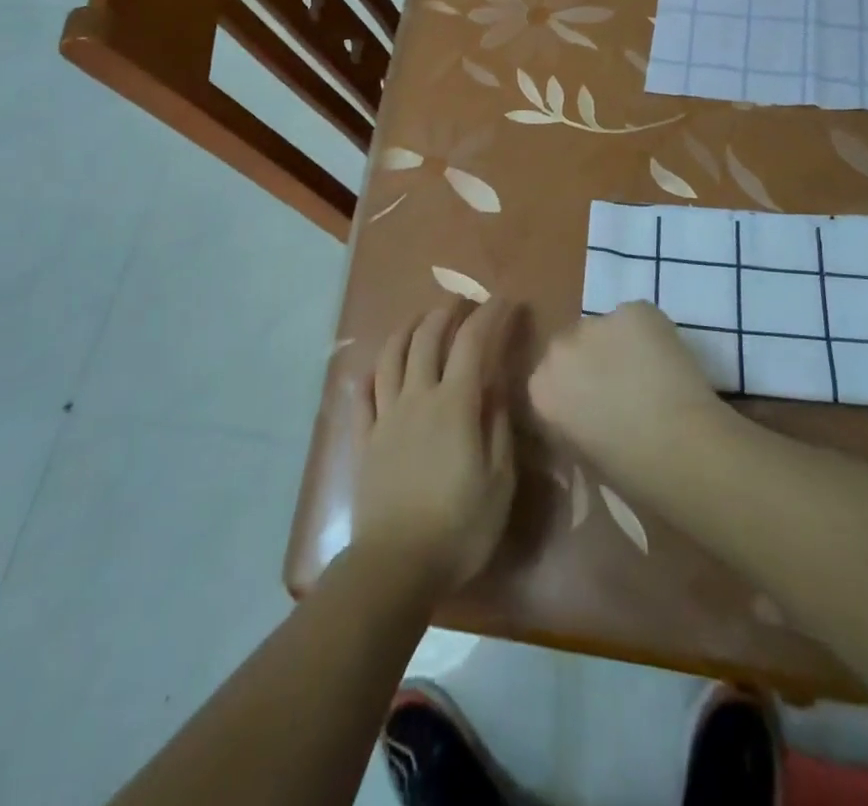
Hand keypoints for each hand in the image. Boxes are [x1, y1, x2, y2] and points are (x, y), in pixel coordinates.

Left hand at [350, 299, 518, 594]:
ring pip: (391, 357)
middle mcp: (417, 398)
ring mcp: (386, 416)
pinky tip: (373, 368)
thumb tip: (495, 388)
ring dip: (407, 329)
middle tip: (461, 301)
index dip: (490, 316)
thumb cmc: (459, 527)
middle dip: (446, 312)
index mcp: (454, 405)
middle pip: (427, 339)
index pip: (473, 344)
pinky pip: (362, 395)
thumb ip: (497, 428)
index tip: (506, 301)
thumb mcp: (499, 482)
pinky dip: (369, 374)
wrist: (396, 565)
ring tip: (419, 319)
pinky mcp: (364, 439)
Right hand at [530, 301, 726, 476]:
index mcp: (541, 389)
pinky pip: (636, 318)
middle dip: (592, 361)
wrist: (681, 448)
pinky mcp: (633, 310)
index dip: (576, 390)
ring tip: (651, 372)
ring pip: (605, 329)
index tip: (596, 406)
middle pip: (572, 345)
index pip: (551, 379)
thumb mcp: (585, 456)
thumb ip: (573, 425)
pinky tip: (668, 360)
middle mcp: (559, 349)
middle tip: (623, 386)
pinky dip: (650, 334)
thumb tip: (586, 417)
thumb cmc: (632, 470)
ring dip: (619, 346)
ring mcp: (596, 324)